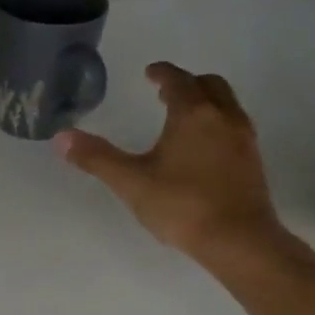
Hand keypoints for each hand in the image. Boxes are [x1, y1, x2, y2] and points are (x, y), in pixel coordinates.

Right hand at [56, 64, 310, 280]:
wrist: (240, 242)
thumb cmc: (182, 205)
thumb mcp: (131, 181)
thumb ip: (96, 157)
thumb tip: (61, 137)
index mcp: (193, 114)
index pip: (178, 80)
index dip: (162, 73)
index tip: (149, 73)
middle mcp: (223, 118)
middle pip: (210, 85)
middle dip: (187, 83)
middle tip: (165, 93)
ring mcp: (243, 140)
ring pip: (227, 105)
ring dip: (205, 102)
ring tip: (182, 118)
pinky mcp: (253, 162)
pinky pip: (234, 127)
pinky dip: (217, 123)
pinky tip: (202, 148)